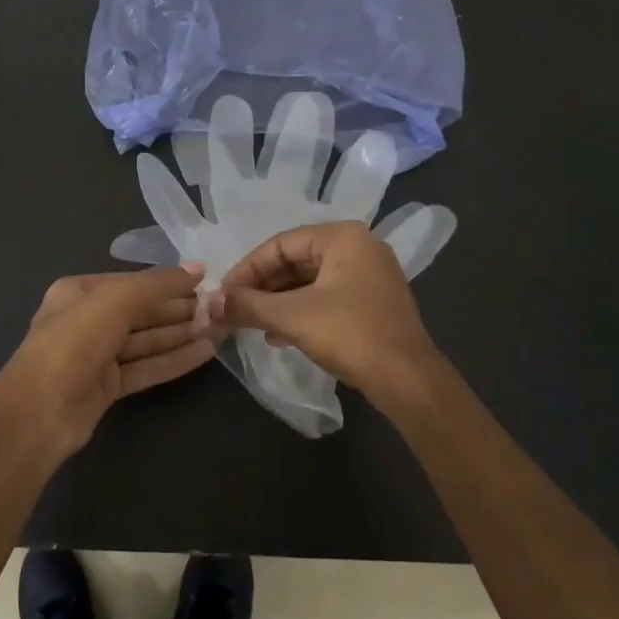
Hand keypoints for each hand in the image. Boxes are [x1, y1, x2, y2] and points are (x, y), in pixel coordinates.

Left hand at [0, 265, 214, 454]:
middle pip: (141, 311)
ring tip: (221, 327)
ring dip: (182, 334)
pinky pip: (146, 367)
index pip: (132, 283)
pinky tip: (206, 352)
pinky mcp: (108, 387)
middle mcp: (87, 320)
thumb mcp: (115, 301)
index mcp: (79, 293)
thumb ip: (157, 285)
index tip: (207, 281)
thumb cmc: (73, 343)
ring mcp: (97, 356)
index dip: (169, 282)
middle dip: (179, 309)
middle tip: (220, 308)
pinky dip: (174, 359)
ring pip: (146, 340)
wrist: (40, 413)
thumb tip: (197, 269)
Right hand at [207, 222, 443, 409]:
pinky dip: (299, 311)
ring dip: (277, 302)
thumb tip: (209, 304)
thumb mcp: (291, 317)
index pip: (279, 245)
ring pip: (309, 281)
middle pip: (294, 261)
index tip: (223, 294)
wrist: (408, 380)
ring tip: (250, 323)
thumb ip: (248, 305)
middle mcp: (358, 247)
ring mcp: (369, 275)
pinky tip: (278, 334)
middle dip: (261, 287)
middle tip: (234, 309)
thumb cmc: (349, 335)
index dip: (246, 269)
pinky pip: (326, 296)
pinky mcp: (372, 301)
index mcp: (342, 237)